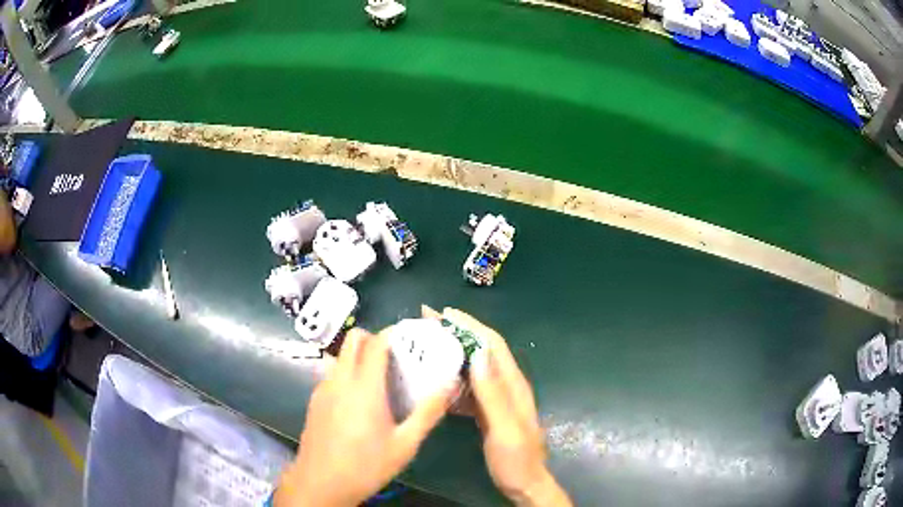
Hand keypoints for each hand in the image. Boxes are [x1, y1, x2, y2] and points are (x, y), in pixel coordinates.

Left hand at [275, 329, 454, 506]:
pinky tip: (360, 402)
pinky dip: (348, 374)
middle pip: (354, 340)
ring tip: (381, 380)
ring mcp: (323, 389)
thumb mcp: (405, 444)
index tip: (412, 338)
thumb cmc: (366, 466)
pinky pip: (333, 374)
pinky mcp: (315, 401)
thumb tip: (450, 386)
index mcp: (363, 387)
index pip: (376, 342)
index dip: (394, 333)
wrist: (320, 483)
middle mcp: (339, 380)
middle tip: (397, 358)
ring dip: (360, 357)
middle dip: (375, 339)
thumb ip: (428, 412)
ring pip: (341, 356)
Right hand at [444, 309, 571, 506]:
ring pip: (474, 367)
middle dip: (457, 332)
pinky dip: (454, 377)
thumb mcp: (504, 428)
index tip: (444, 313)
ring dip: (453, 352)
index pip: (492, 344)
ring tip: (427, 345)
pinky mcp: (490, 411)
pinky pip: (470, 387)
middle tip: (427, 323)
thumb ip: (493, 394)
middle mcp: (506, 385)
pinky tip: (437, 380)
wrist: (525, 484)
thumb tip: (477, 354)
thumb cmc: (516, 459)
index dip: (470, 325)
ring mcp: (498, 399)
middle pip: (481, 350)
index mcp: (513, 384)